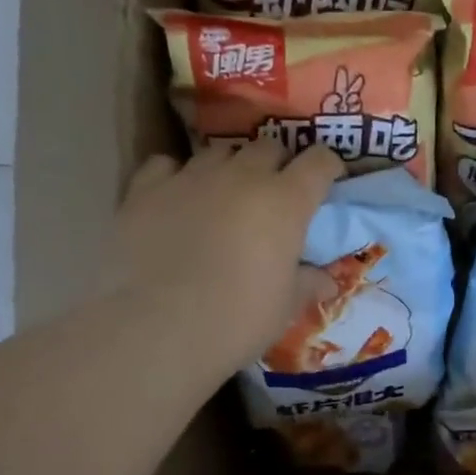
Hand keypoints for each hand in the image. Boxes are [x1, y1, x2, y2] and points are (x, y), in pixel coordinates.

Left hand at [101, 141, 343, 378]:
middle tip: (275, 192)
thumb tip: (328, 282)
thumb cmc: (240, 318)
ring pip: (218, 151)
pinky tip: (176, 198)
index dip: (328, 166)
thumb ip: (308, 283)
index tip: (329, 178)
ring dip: (230, 167)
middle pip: (268, 147)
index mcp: (286, 201)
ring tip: (225, 194)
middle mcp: (242, 176)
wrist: (160, 328)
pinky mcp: (146, 189)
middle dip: (277, 163)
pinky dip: (176, 175)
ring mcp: (191, 177)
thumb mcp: (286, 306)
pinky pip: (166, 165)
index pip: (318, 162)